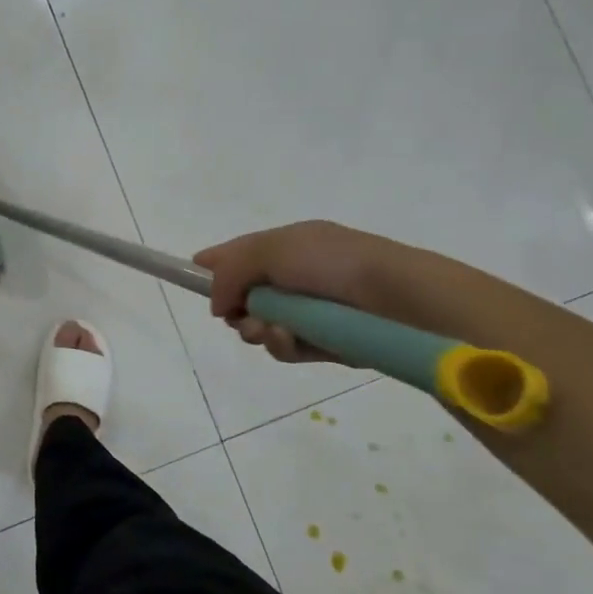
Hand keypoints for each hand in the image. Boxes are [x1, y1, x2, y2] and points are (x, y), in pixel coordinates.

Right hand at [193, 221, 413, 362]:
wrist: (399, 299)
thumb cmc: (332, 263)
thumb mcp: (270, 251)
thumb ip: (230, 272)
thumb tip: (215, 303)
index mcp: (286, 246)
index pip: (238, 254)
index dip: (213, 267)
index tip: (193, 279)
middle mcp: (296, 276)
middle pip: (243, 296)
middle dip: (236, 308)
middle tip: (240, 315)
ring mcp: (310, 310)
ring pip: (261, 325)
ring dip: (258, 329)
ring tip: (273, 330)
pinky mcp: (325, 342)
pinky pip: (287, 347)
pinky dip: (283, 345)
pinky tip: (292, 340)